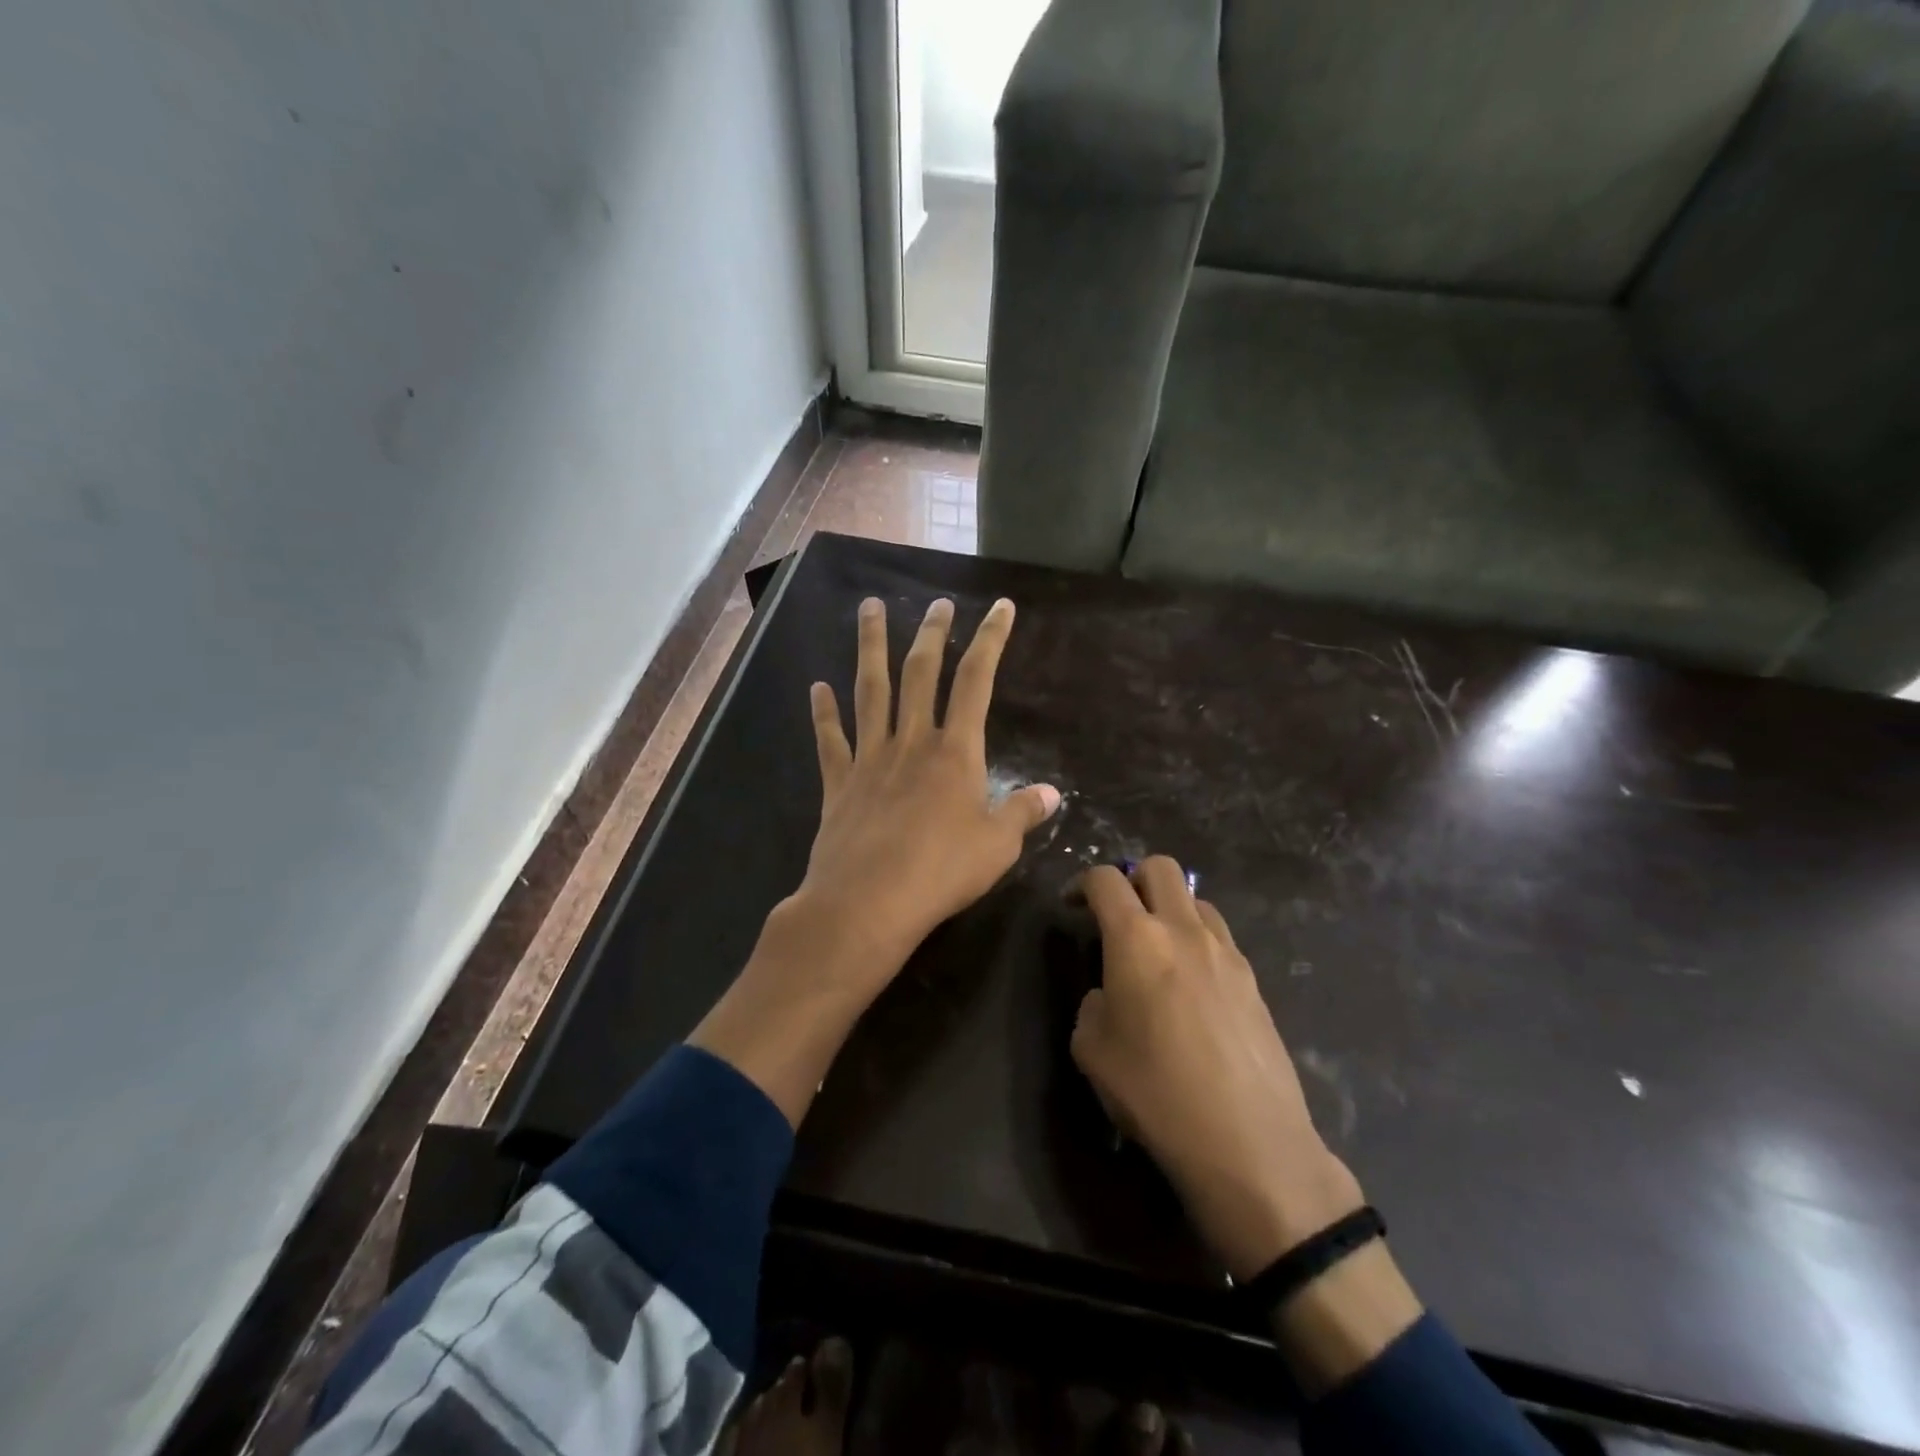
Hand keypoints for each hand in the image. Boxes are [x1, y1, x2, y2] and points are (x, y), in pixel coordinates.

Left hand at [792, 594, 1060, 994]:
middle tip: (937, 602)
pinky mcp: (839, 784)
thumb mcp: (998, 846)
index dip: (991, 640)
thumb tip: (1053, 794)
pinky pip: (830, 740)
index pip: (977, 681)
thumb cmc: (941, 873)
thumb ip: (1023, 813)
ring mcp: (870, 759)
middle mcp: (911, 741)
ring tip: (869, 608)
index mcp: (955, 752)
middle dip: (932, 633)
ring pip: (870, 691)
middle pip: (920, 673)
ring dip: (870, 647)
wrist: (868, 902)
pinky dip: (823, 713)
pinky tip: (817, 688)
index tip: (1000, 607)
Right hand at [1071, 858, 1363, 1280]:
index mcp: (1136, 939)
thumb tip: (1111, 994)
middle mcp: (1183, 930)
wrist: (1249, 1143)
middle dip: (1133, 878)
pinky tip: (1191, 987)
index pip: (1106, 879)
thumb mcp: (1092, 1052)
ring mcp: (1226, 951)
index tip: (1072, 906)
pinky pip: (1220, 937)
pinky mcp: (1254, 979)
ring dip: (1170, 908)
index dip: (1082, 883)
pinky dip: (1198, 941)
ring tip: (1158, 951)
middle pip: (1160, 867)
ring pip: (1196, 899)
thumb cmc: (1156, 1094)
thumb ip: (1093, 1005)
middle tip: (1118, 915)